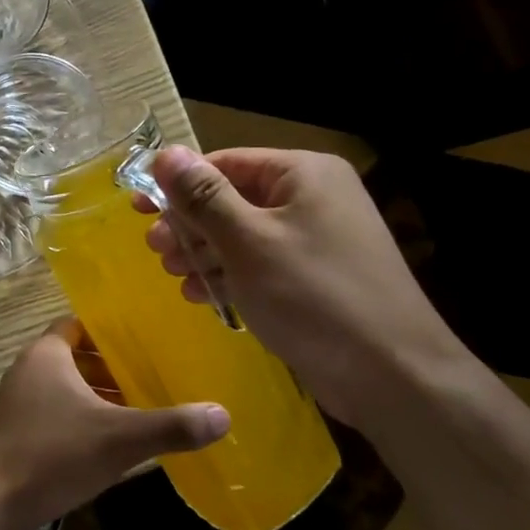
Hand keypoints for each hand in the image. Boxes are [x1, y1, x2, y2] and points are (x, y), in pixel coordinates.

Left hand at [0, 318, 229, 529]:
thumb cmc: (53, 455)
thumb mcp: (119, 439)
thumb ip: (170, 426)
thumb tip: (223, 415)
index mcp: (46, 354)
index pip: (80, 325)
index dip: (111, 332)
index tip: (146, 341)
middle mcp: (29, 369)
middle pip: (76, 356)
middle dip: (112, 368)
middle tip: (154, 376)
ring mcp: (19, 401)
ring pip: (67, 387)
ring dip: (99, 396)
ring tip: (141, 409)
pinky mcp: (17, 430)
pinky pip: (56, 412)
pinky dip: (82, 418)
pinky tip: (111, 442)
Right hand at [144, 146, 471, 431]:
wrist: (391, 375)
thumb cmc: (312, 296)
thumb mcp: (247, 241)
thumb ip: (203, 196)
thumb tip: (165, 153)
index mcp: (302, 174)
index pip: (224, 164)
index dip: (177, 185)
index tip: (138, 210)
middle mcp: (311, 198)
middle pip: (231, 199)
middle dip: (189, 225)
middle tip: (156, 251)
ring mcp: (315, 240)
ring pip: (241, 235)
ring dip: (202, 253)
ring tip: (174, 275)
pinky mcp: (313, 278)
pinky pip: (259, 263)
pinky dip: (228, 275)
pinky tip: (200, 295)